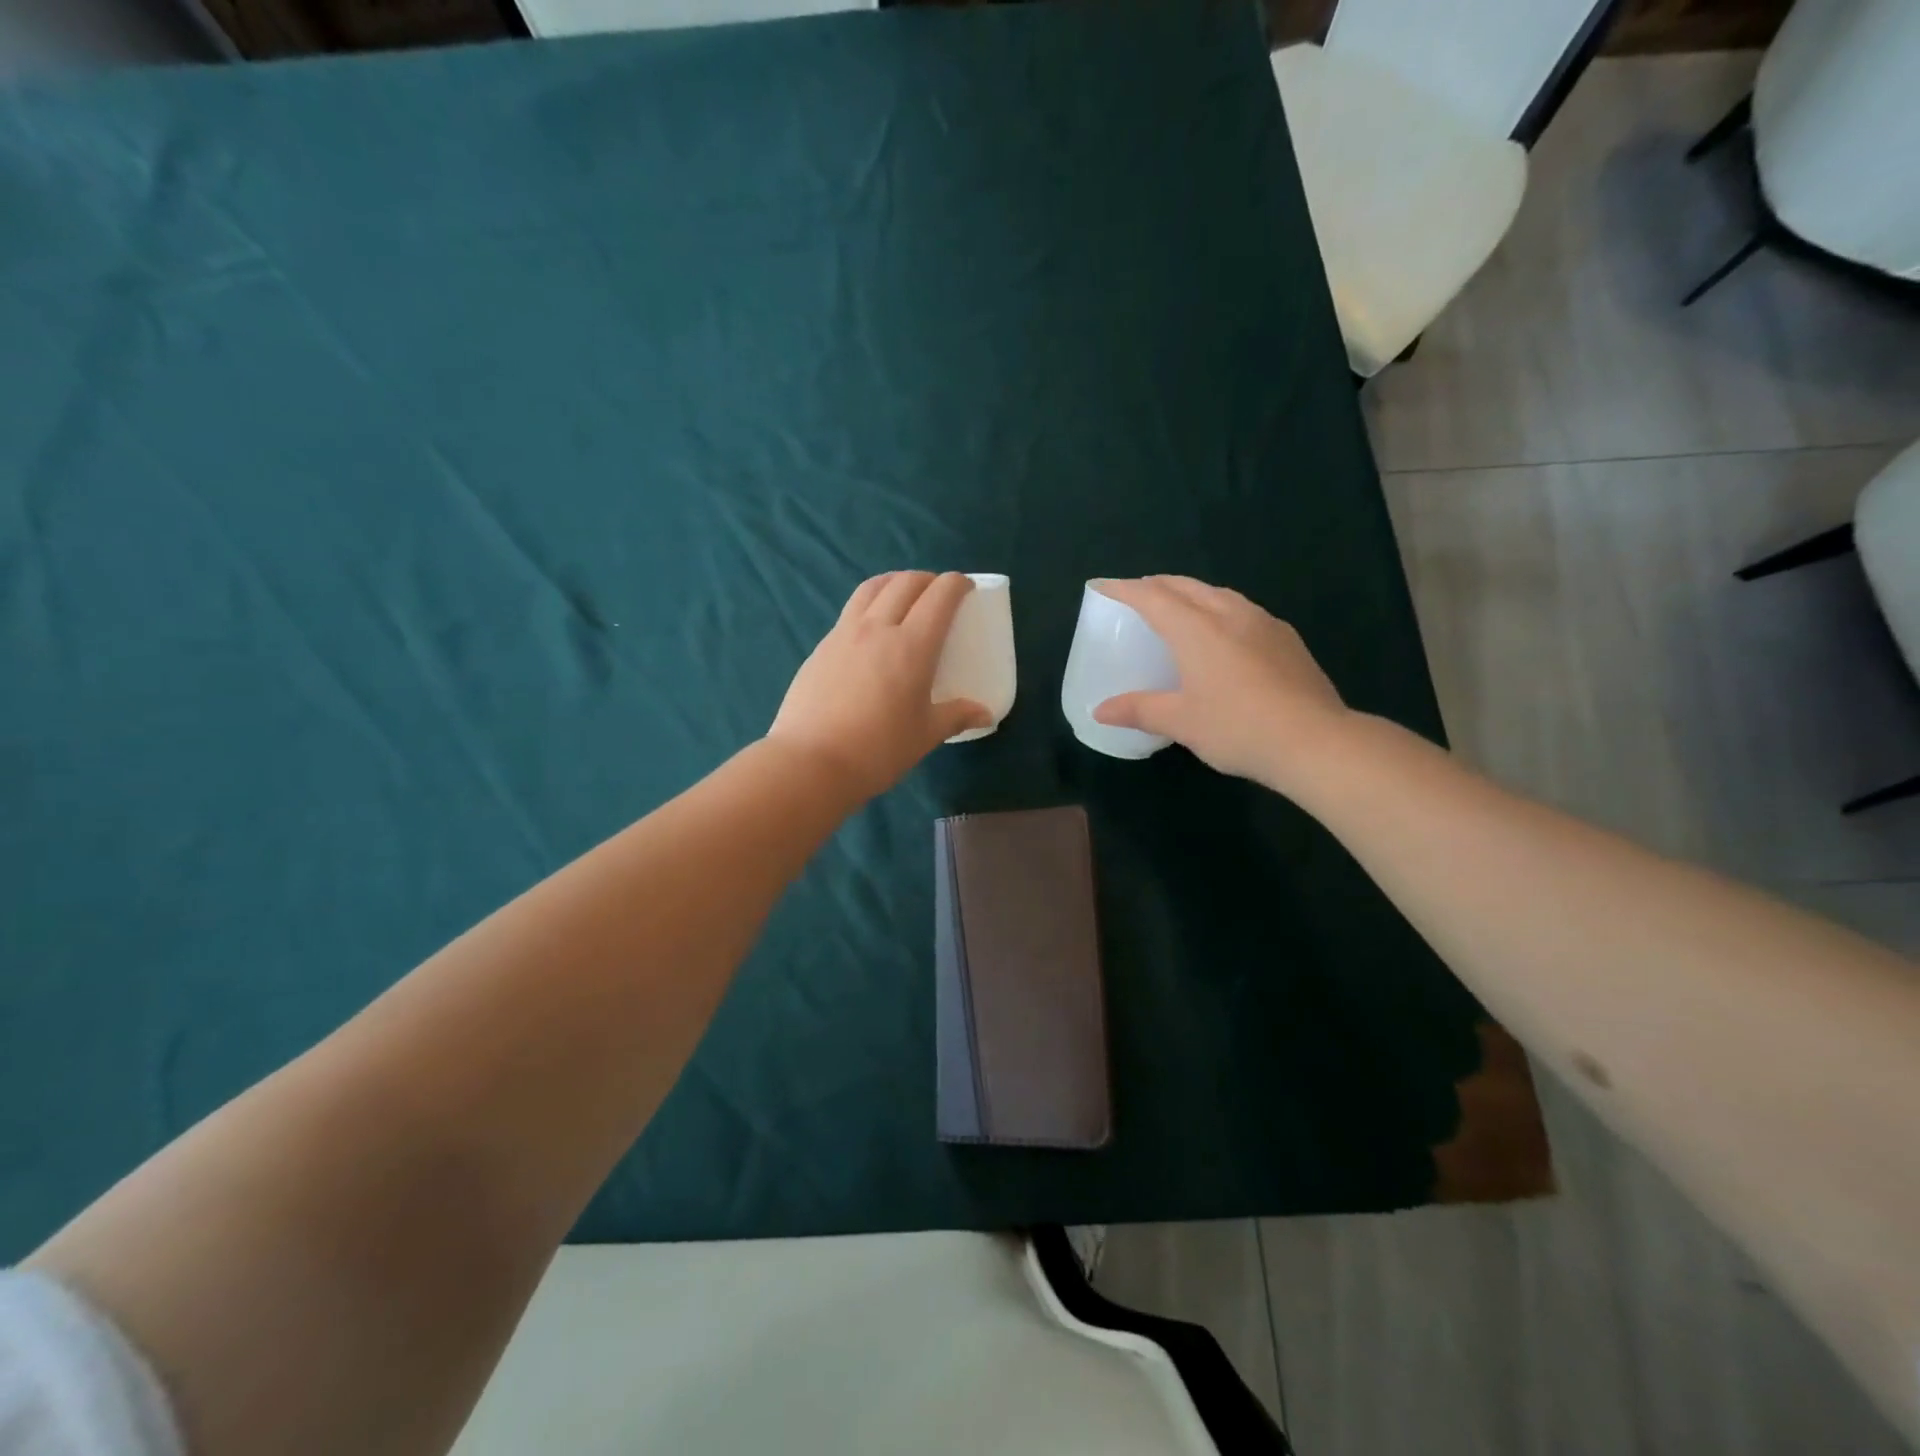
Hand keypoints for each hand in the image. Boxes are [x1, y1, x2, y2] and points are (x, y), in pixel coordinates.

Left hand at [769, 571, 991, 802]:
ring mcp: (844, 634)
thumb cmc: (878, 749)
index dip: (956, 584)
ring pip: (871, 589)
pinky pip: (850, 611)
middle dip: (927, 580)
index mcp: (912, 646)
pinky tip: (870, 629)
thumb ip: (956, 716)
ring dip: (894, 582)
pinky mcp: (821, 648)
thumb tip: (985, 714)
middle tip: (938, 593)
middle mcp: (878, 628)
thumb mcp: (925, 735)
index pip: (939, 596)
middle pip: (905, 583)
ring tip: (903, 594)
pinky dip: (869, 605)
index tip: (966, 588)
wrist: (811, 761)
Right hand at [1091, 576, 1352, 792]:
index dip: (1124, 589)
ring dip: (1191, 594)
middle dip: (1157, 585)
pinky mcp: (1287, 639)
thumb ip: (1139, 710)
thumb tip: (1100, 711)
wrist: (1315, 741)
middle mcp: (1230, 614)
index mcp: (1197, 629)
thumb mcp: (1181, 722)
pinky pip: (1242, 611)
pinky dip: (1219, 610)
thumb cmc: (1237, 728)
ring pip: (1219, 594)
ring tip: (1178, 608)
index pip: (1152, 597)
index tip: (1103, 585)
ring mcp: (1264, 623)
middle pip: (1187, 587)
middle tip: (1137, 594)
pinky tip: (1224, 633)